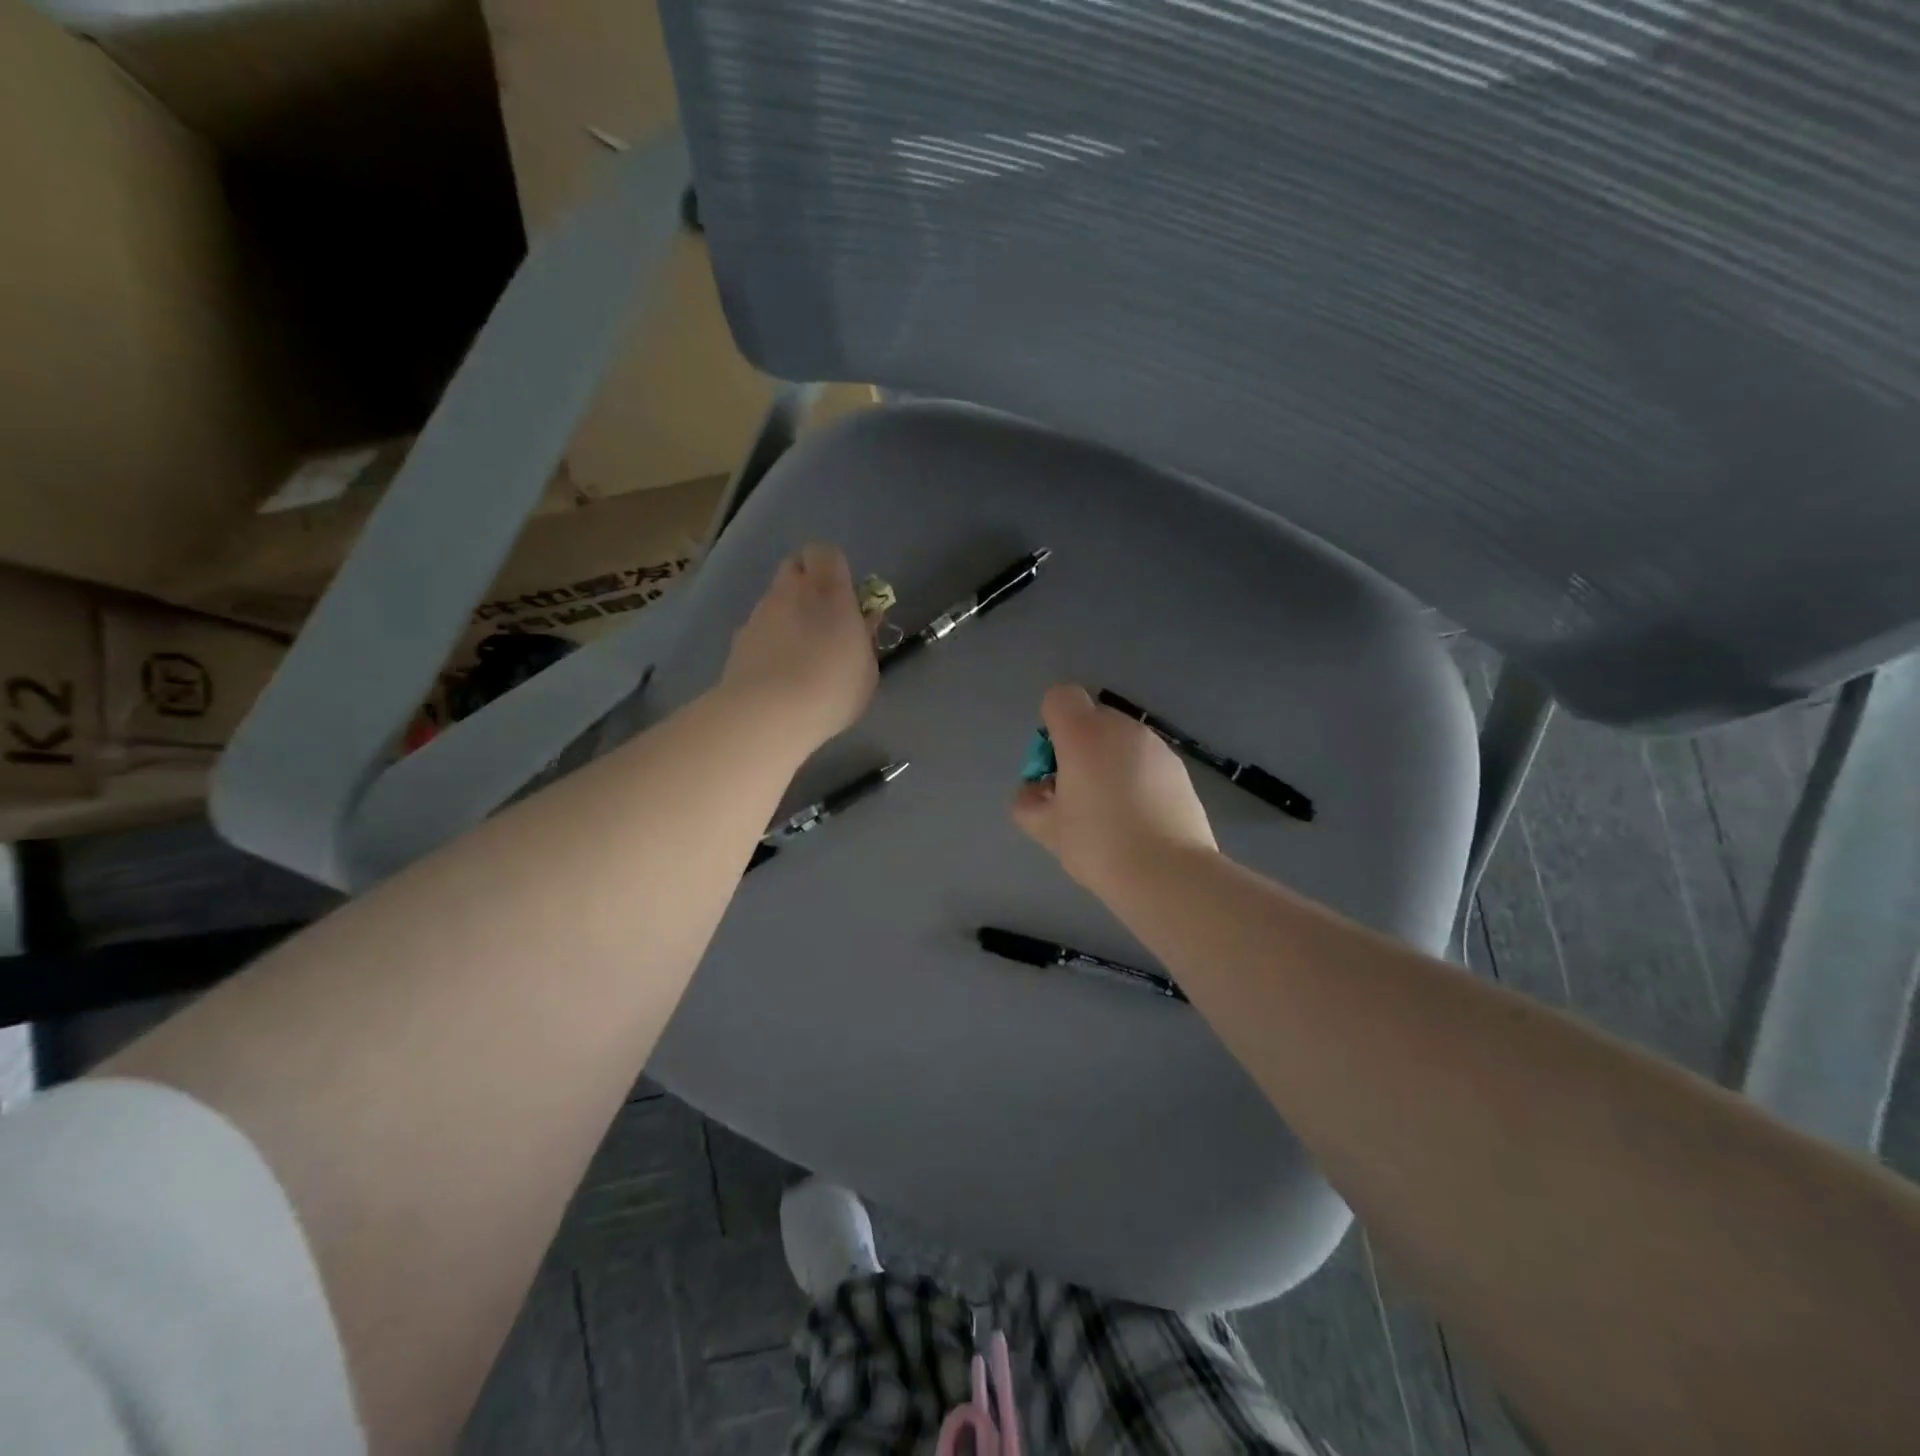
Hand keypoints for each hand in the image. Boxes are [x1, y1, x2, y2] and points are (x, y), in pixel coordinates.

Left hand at [721, 544, 878, 750]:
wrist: (769, 715)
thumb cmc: (833, 688)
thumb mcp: (868, 668)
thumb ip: (865, 638)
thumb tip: (863, 621)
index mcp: (828, 591)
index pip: (825, 552)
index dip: (833, 568)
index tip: (844, 596)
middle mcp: (789, 592)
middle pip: (794, 568)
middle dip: (806, 585)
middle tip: (822, 619)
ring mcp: (759, 614)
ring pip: (774, 600)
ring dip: (786, 615)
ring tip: (799, 654)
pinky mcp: (738, 640)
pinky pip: (758, 629)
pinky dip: (768, 641)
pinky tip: (777, 673)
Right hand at [1012, 684, 1216, 893]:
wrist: (1169, 873)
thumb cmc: (1098, 845)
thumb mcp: (1046, 829)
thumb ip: (1027, 803)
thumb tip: (1033, 791)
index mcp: (1084, 734)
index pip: (1060, 697)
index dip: (1051, 724)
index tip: (1054, 765)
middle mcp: (1122, 729)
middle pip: (1092, 719)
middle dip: (1080, 746)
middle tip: (1078, 793)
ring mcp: (1157, 747)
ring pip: (1121, 741)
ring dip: (1110, 761)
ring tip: (1112, 811)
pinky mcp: (1180, 769)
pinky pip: (1146, 761)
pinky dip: (1137, 777)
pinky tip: (1140, 818)